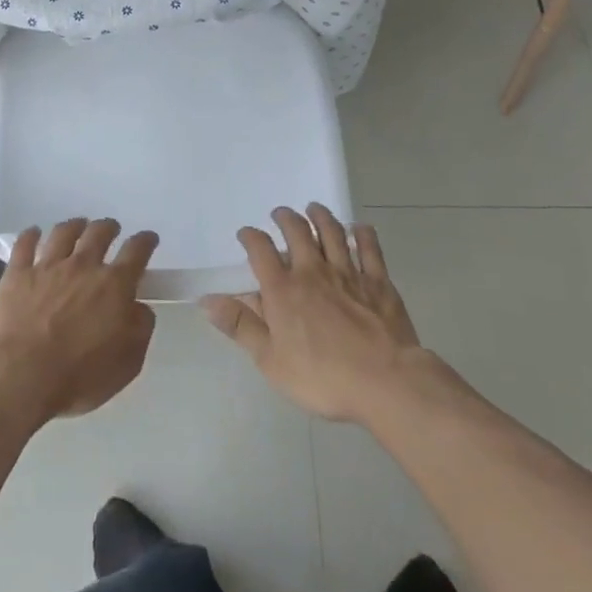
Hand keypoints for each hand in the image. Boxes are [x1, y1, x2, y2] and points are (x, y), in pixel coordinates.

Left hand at [0, 219, 158, 423]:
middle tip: (110, 229)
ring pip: (64, 233)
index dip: (145, 241)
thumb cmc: (80, 374)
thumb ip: (140, 328)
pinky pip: (24, 244)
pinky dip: (30, 235)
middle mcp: (83, 266)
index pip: (136, 252)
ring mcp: (48, 266)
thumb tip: (139, 307)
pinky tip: (33, 232)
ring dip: (74, 225)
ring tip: (78, 225)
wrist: (24, 374)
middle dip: (108, 227)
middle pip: (99, 233)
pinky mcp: (18, 274)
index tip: (148, 238)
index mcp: (114, 285)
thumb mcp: (128, 361)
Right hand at [201, 205, 464, 425]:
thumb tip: (206, 301)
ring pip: (332, 232)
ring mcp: (348, 273)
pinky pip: (369, 249)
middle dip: (286, 218)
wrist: (385, 382)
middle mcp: (313, 271)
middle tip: (281, 214)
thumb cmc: (322, 377)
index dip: (250, 237)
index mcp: (283, 289)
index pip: (260, 249)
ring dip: (320, 216)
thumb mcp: (271, 361)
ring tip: (314, 208)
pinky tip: (359, 228)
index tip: (246, 234)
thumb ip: (240, 326)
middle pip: (297, 231)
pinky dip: (363, 234)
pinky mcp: (378, 282)